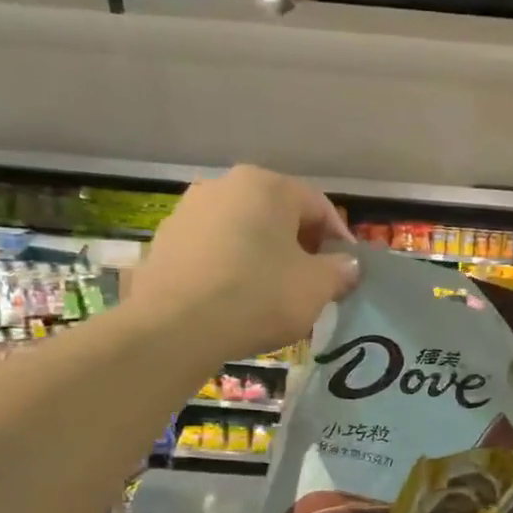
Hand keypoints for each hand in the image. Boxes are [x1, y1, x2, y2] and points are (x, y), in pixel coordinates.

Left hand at [132, 166, 358, 359]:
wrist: (175, 326)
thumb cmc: (259, 294)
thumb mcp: (317, 287)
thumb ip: (340, 270)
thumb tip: (347, 265)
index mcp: (267, 185)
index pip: (318, 206)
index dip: (340, 240)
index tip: (348, 271)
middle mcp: (224, 185)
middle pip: (278, 216)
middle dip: (300, 247)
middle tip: (314, 283)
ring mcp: (188, 212)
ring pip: (243, 233)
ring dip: (264, 257)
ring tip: (275, 295)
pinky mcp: (164, 243)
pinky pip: (213, 252)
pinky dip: (231, 269)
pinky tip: (237, 301)